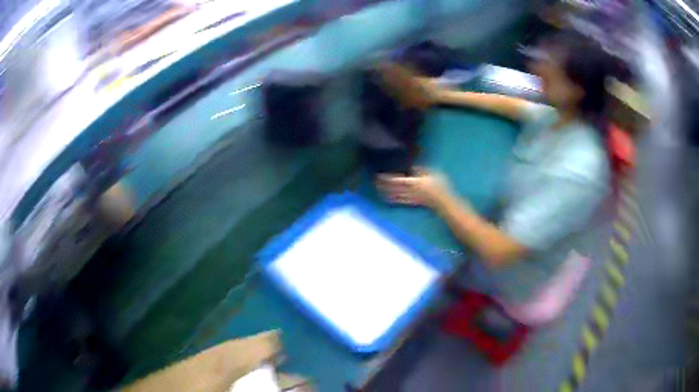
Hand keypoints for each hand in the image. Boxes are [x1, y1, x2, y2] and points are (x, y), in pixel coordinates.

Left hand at [376, 168, 450, 208]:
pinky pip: (400, 201)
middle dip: (383, 186)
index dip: (387, 179)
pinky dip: (393, 199)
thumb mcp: (432, 173)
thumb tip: (412, 167)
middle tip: (374, 183)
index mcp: (414, 183)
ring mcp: (411, 199)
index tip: (378, 176)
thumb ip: (421, 170)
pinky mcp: (413, 203)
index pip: (396, 180)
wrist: (444, 203)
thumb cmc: (440, 186)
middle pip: (393, 189)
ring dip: (386, 193)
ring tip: (378, 190)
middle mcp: (410, 191)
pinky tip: (388, 199)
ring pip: (395, 196)